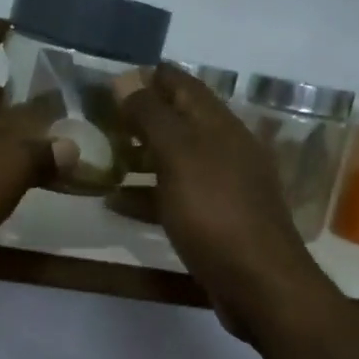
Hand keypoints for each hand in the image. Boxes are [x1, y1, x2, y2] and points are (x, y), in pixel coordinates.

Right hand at [115, 66, 338, 339]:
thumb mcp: (178, 156)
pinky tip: (117, 203)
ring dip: (141, 155)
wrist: (258, 282)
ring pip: (175, 160)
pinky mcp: (216, 220)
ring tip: (102, 156)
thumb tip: (127, 79)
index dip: (150, 76)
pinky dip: (147, 194)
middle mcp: (225, 149)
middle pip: (179, 121)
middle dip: (141, 116)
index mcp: (219, 125)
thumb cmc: (215, 211)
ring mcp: (223, 186)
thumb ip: (151, 116)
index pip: (183, 85)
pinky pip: (176, 196)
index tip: (113, 76)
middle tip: (100, 118)